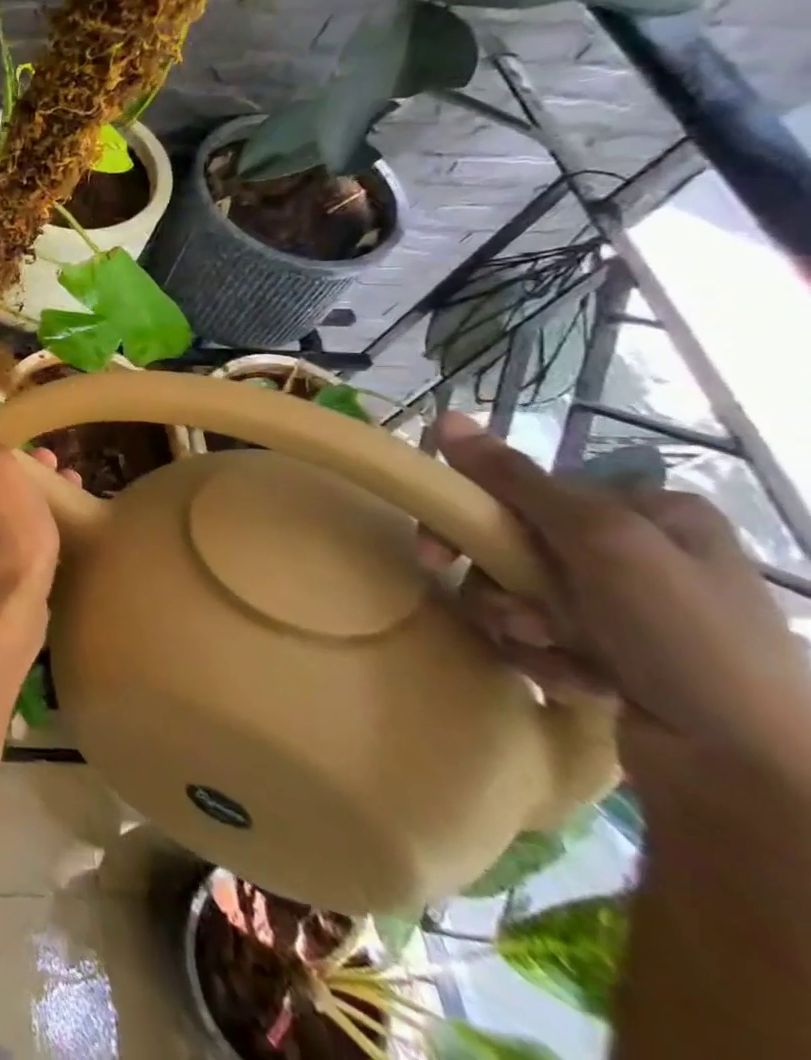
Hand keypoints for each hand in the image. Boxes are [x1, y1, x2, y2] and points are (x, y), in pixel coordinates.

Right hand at [427, 412, 810, 779]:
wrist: (746, 768)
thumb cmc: (680, 636)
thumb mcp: (600, 542)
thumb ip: (517, 481)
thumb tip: (445, 418)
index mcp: (649, 511)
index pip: (526, 491)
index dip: (475, 518)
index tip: (439, 554)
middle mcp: (638, 551)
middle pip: (515, 546)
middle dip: (502, 585)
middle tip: (504, 616)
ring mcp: (626, 607)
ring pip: (518, 595)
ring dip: (520, 625)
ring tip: (557, 654)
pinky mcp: (612, 654)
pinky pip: (540, 637)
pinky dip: (545, 658)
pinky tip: (580, 681)